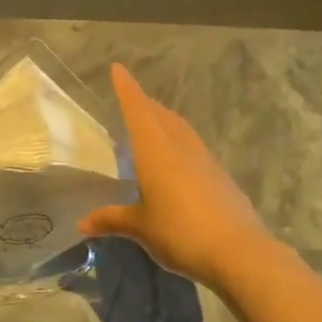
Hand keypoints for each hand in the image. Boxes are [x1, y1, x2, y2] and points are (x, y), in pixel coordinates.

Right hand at [78, 64, 268, 287]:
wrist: (239, 252)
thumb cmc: (181, 233)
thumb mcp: (141, 228)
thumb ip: (112, 220)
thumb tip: (82, 223)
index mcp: (156, 152)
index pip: (138, 111)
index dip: (127, 89)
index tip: (118, 68)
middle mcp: (181, 148)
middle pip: (161, 116)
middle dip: (145, 104)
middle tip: (131, 99)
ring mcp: (205, 161)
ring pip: (181, 130)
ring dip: (165, 120)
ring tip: (152, 125)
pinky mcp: (220, 177)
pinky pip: (193, 148)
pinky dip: (179, 142)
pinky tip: (176, 160)